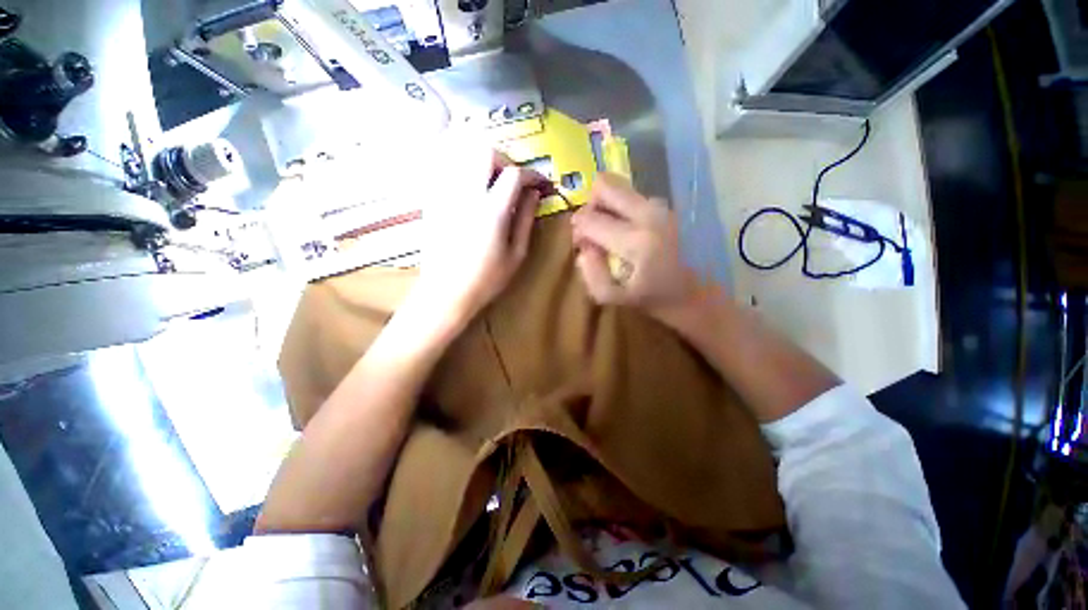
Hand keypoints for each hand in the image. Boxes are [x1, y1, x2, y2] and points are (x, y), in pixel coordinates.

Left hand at [414, 147, 548, 325]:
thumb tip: (534, 194)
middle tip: (513, 180)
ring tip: (491, 180)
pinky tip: (470, 184)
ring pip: (460, 151)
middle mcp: (466, 194)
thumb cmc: (486, 279)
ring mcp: (445, 194)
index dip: (533, 175)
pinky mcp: (432, 199)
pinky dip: (461, 164)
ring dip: (481, 159)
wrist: (446, 292)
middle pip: (484, 150)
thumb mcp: (516, 254)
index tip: (542, 185)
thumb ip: (526, 219)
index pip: (514, 174)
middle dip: (505, 160)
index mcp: (491, 211)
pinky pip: (444, 166)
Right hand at [571, 173, 702, 319]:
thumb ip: (592, 275)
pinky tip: (627, 231)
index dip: (578, 231)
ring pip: (619, 188)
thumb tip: (584, 250)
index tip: (582, 246)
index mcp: (636, 240)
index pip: (590, 219)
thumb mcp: (615, 297)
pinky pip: (632, 197)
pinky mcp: (666, 205)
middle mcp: (649, 214)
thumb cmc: (654, 298)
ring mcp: (661, 206)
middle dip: (589, 206)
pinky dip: (621, 209)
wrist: (696, 292)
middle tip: (592, 230)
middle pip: (604, 185)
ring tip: (610, 233)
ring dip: (607, 208)